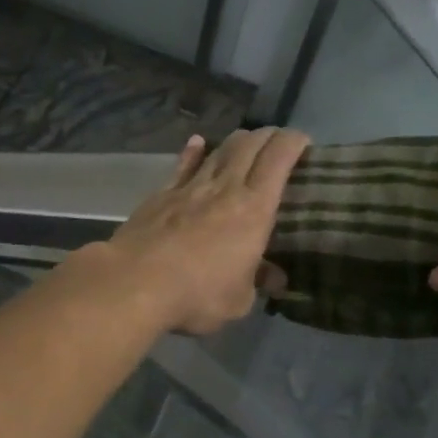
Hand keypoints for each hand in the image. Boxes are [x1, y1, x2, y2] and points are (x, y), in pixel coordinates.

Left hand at [105, 127, 310, 334]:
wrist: (135, 283)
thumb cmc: (197, 295)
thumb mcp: (238, 301)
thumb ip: (256, 283)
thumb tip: (273, 278)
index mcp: (254, 210)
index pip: (278, 160)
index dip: (293, 143)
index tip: (303, 141)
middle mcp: (224, 189)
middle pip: (249, 147)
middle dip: (267, 136)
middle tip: (278, 139)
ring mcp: (189, 188)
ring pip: (218, 152)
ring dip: (236, 142)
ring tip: (246, 140)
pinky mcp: (160, 195)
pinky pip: (182, 166)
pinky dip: (193, 152)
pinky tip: (197, 142)